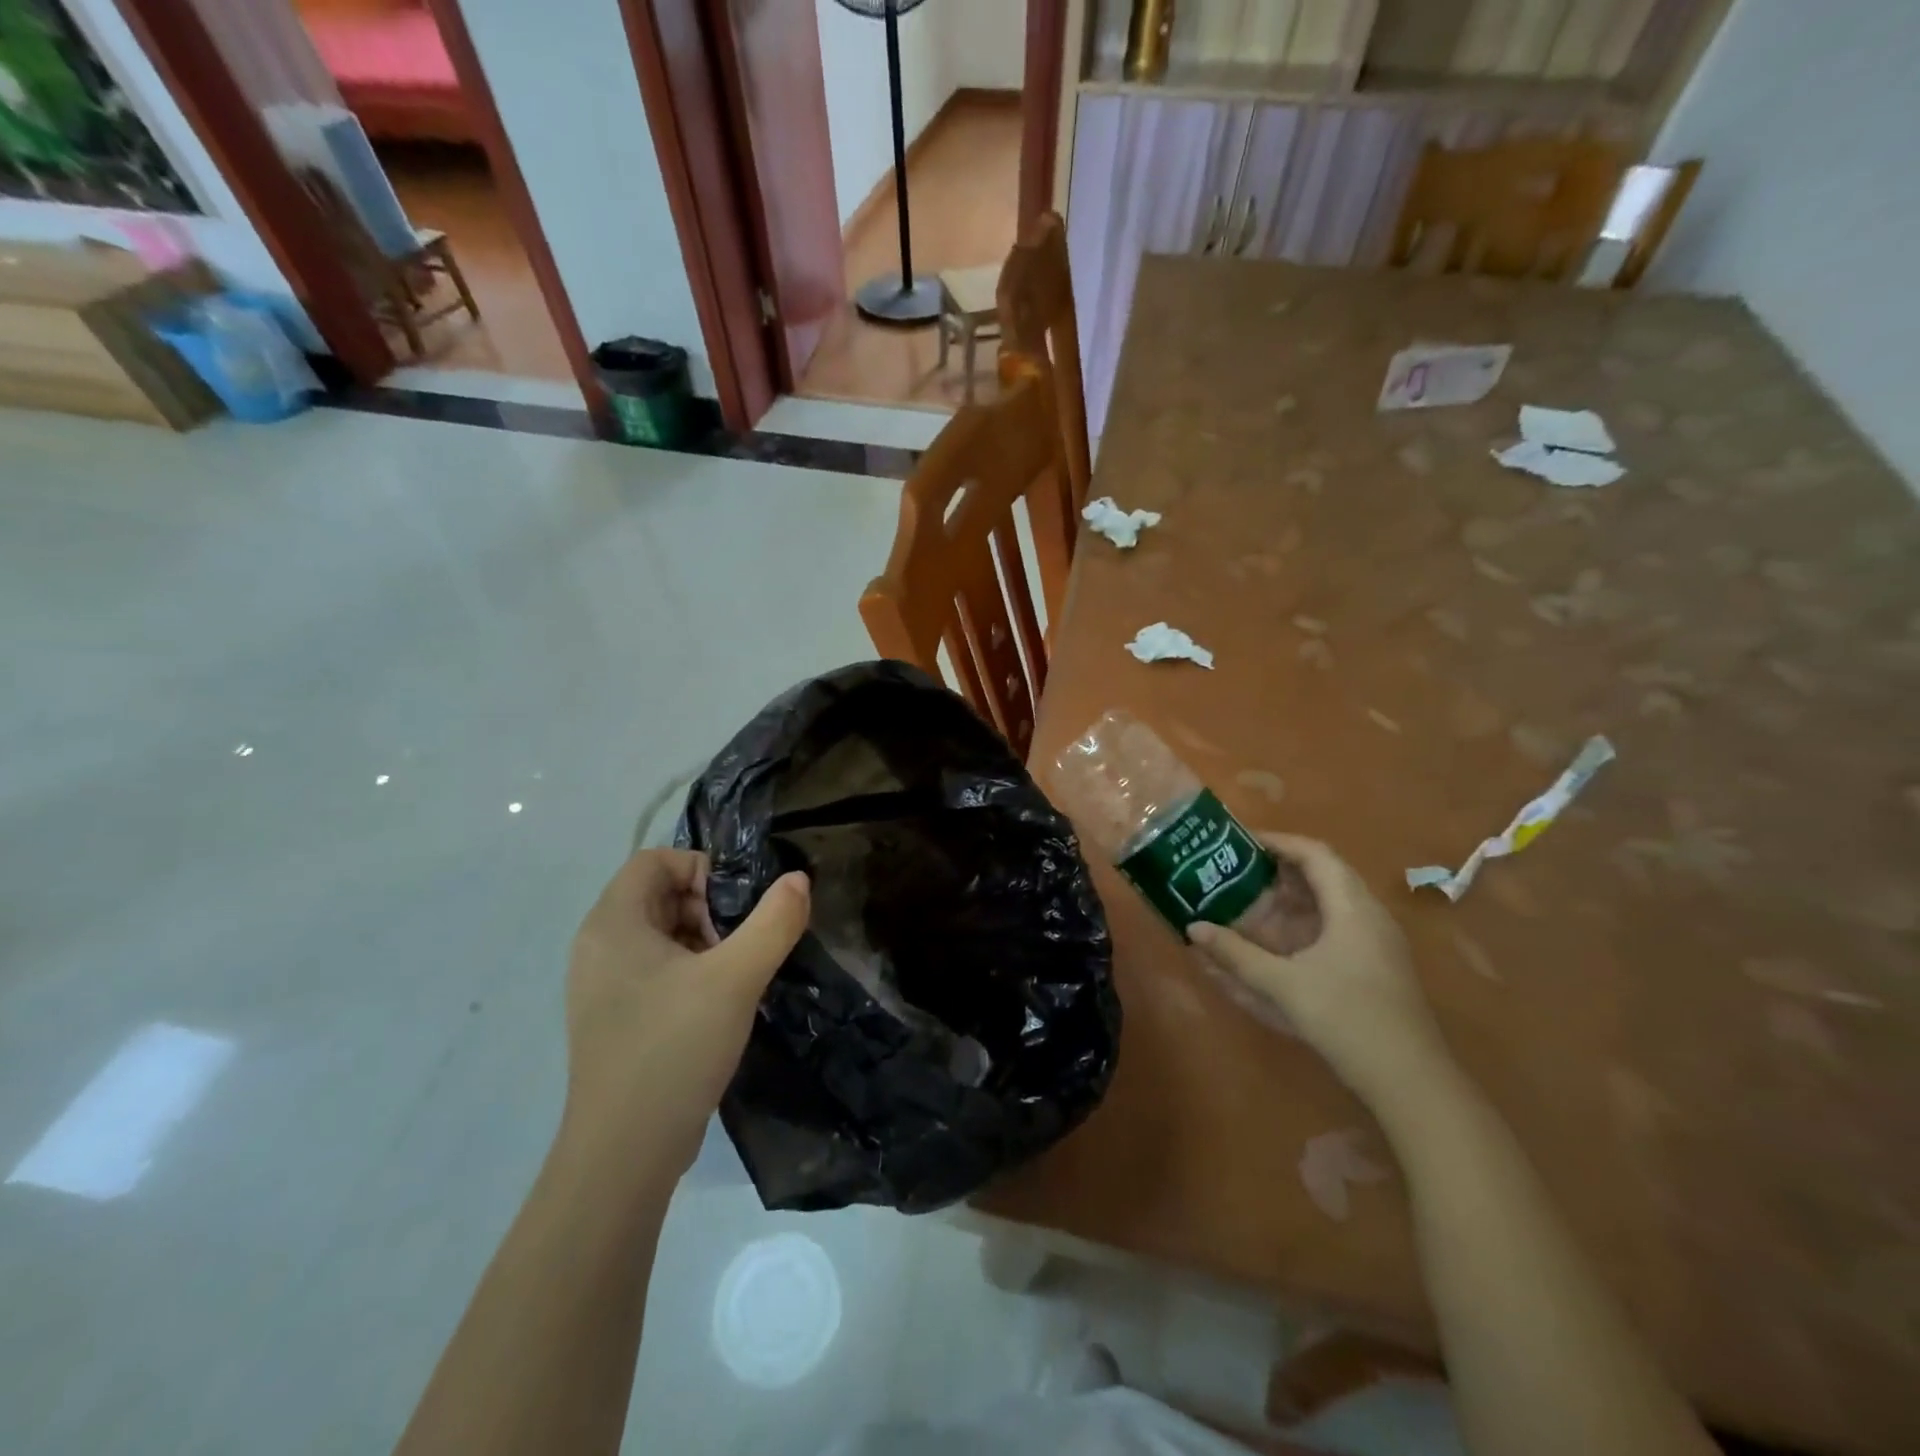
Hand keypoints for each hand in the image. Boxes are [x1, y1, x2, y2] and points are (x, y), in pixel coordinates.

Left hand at [563, 849, 809, 1170]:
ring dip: (704, 940)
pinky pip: (655, 970)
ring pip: (661, 934)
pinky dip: (690, 971)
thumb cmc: (673, 1050)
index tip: (736, 907)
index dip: (701, 869)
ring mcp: (603, 986)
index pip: (654, 861)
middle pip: (658, 895)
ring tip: (735, 974)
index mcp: (612, 924)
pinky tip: (718, 1003)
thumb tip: (798, 879)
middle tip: (740, 943)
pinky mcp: (615, 1018)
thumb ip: (773, 922)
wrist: (624, 1154)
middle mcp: (598, 947)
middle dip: (708, 907)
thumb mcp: (735, 979)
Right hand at [1189, 834, 1449, 1107]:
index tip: (1241, 841)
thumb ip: (1236, 955)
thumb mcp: (1283, 985)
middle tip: (1241, 870)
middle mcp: (1370, 914)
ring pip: (1335, 901)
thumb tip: (1194, 928)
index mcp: (1352, 907)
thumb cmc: (1346, 1018)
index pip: (1315, 854)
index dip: (1278, 842)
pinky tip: (1284, 941)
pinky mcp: (1380, 965)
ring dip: (1296, 896)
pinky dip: (1309, 921)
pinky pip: (1341, 925)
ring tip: (1254, 901)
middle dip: (1282, 869)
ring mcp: (1380, 941)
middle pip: (1326, 873)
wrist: (1410, 1080)